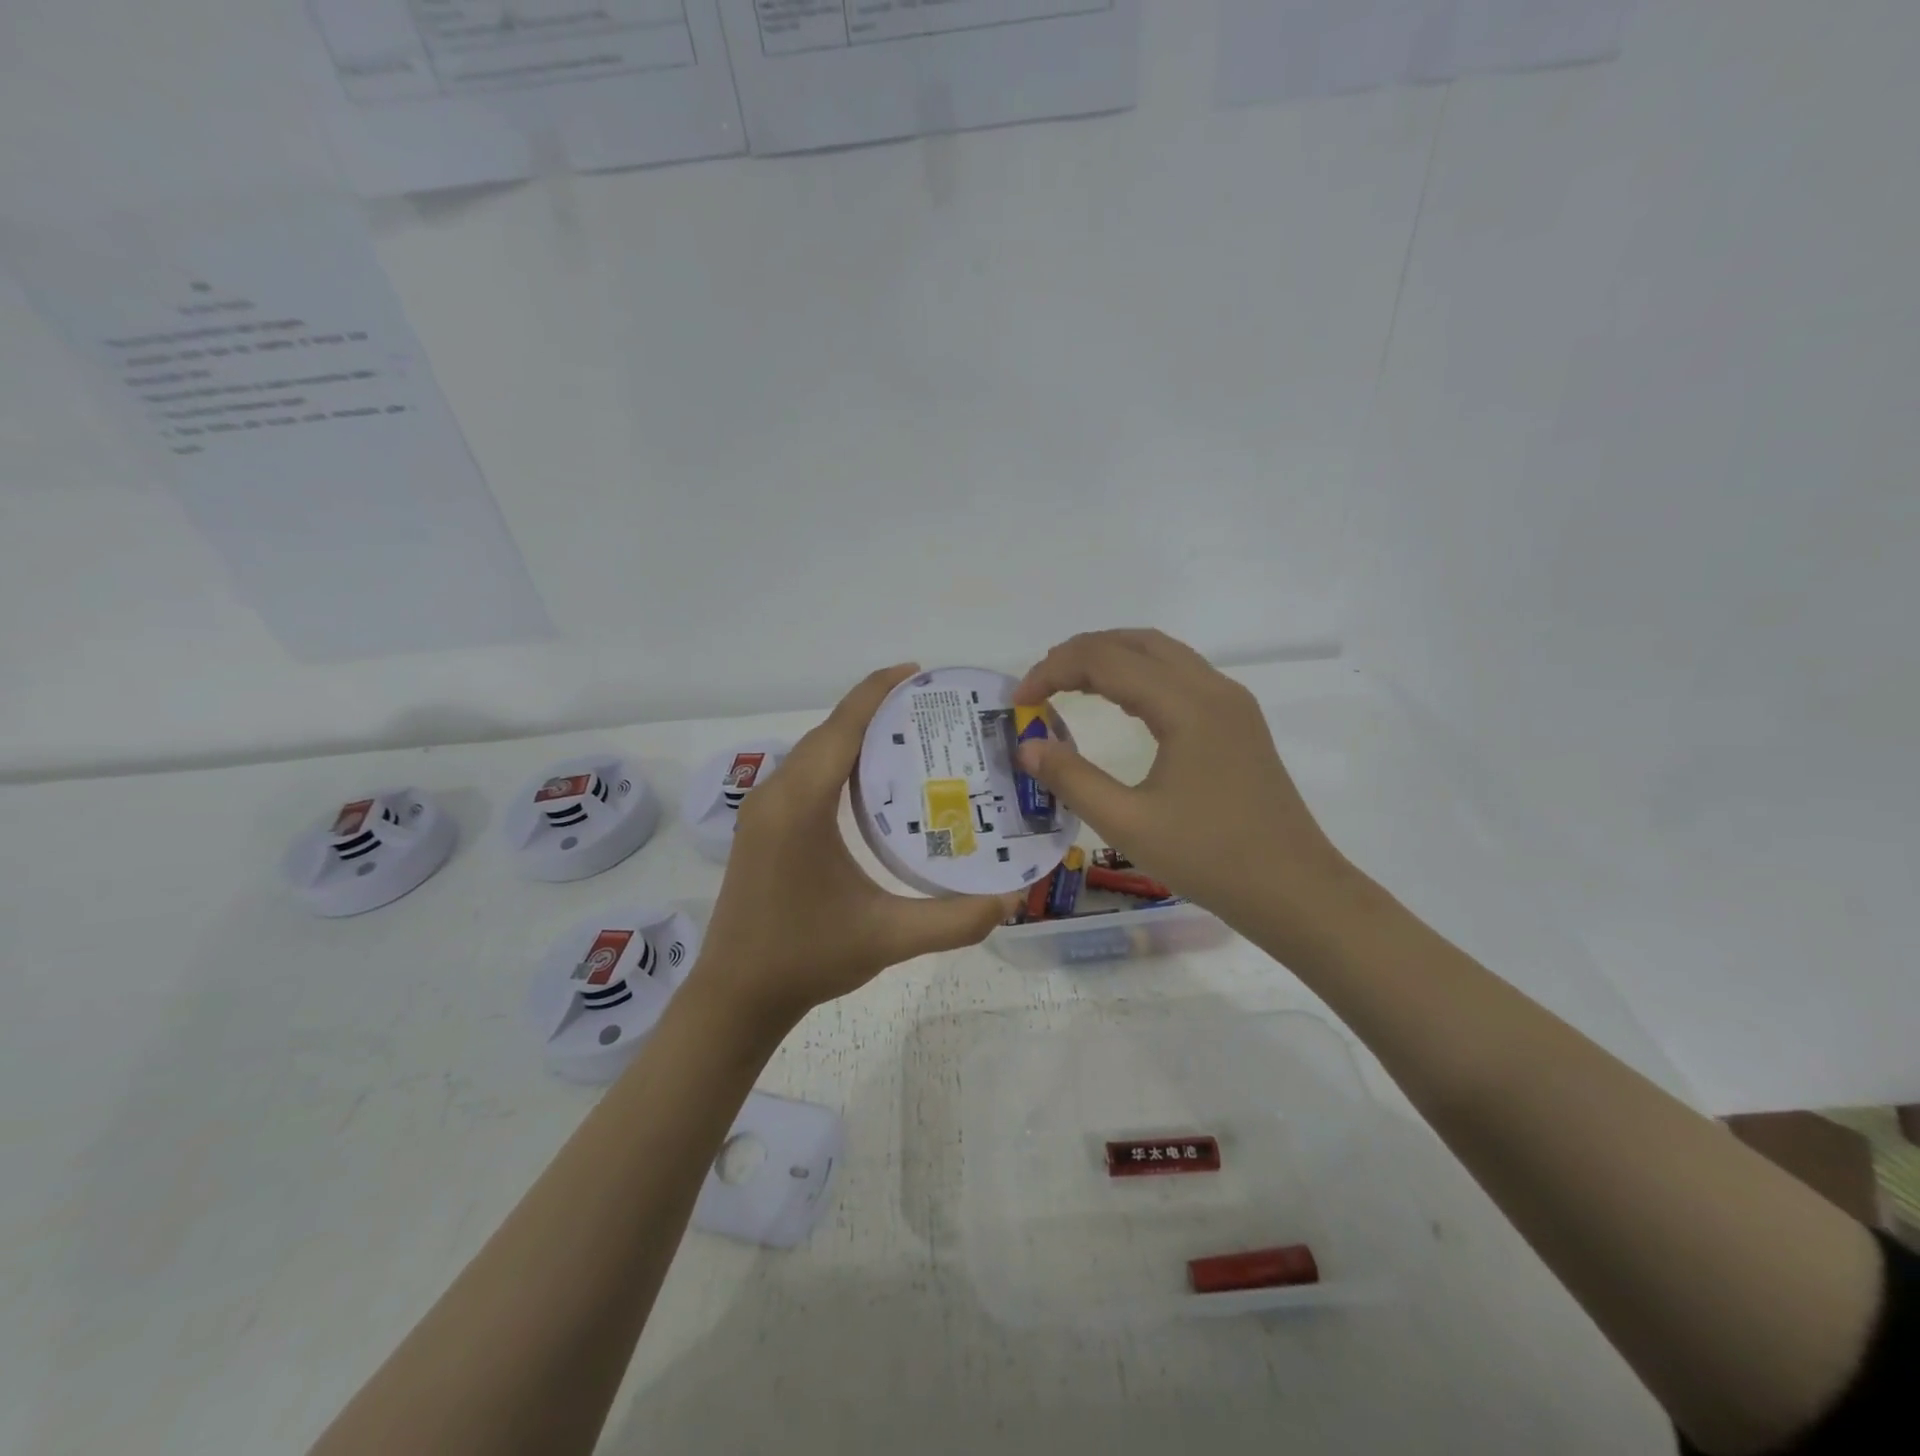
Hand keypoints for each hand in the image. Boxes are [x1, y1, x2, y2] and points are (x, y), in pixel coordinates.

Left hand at [694, 664, 1018, 1029]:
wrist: (736, 996)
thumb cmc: (806, 959)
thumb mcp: (887, 938)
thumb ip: (954, 920)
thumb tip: (1012, 901)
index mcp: (800, 805)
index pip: (842, 727)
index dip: (878, 691)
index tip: (918, 672)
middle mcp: (775, 795)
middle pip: (829, 732)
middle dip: (876, 709)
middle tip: (934, 710)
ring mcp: (763, 810)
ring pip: (814, 752)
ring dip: (856, 735)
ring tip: (912, 735)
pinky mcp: (762, 826)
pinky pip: (804, 774)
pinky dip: (839, 760)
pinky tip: (873, 780)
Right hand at [1012, 630, 1353, 937]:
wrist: (1294, 890)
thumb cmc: (1210, 859)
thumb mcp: (1129, 824)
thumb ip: (1072, 780)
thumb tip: (1028, 746)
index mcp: (1187, 706)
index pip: (1106, 660)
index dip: (1053, 670)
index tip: (1018, 701)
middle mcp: (1213, 688)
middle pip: (1135, 642)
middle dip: (1079, 653)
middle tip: (1038, 684)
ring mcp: (1231, 703)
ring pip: (1161, 654)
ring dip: (1110, 658)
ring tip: (1068, 685)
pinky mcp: (1238, 722)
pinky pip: (1180, 675)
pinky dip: (1138, 675)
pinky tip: (1119, 703)